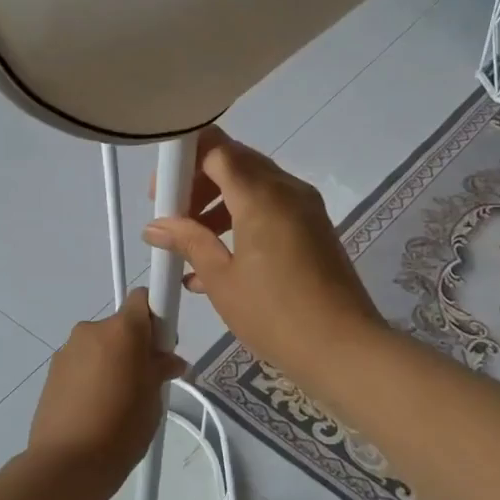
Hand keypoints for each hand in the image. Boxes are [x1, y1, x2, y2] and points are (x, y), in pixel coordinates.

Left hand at [29, 290, 185, 474]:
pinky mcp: (51, 371)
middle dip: (135, 345)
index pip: (143, 299)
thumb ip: (160, 370)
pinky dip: (92, 376)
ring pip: (100, 346)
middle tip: (145, 380)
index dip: (156, 314)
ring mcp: (67, 350)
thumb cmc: (121, 427)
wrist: (67, 463)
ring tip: (117, 401)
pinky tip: (95, 408)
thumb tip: (168, 361)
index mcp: (121, 330)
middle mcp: (91, 330)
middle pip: (120, 326)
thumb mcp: (153, 398)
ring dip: (111, 361)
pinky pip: (82, 363)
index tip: (162, 344)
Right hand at [143, 128, 382, 382]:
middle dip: (199, 183)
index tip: (161, 193)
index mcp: (261, 196)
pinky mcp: (314, 228)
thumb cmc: (275, 315)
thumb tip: (155, 226)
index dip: (183, 162)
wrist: (344, 349)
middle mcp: (286, 190)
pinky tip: (218, 262)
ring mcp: (305, 208)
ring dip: (218, 204)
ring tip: (191, 244)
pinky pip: (270, 208)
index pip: (217, 149)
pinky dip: (241, 220)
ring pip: (253, 185)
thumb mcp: (222, 280)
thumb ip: (189, 242)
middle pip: (235, 162)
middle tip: (174, 215)